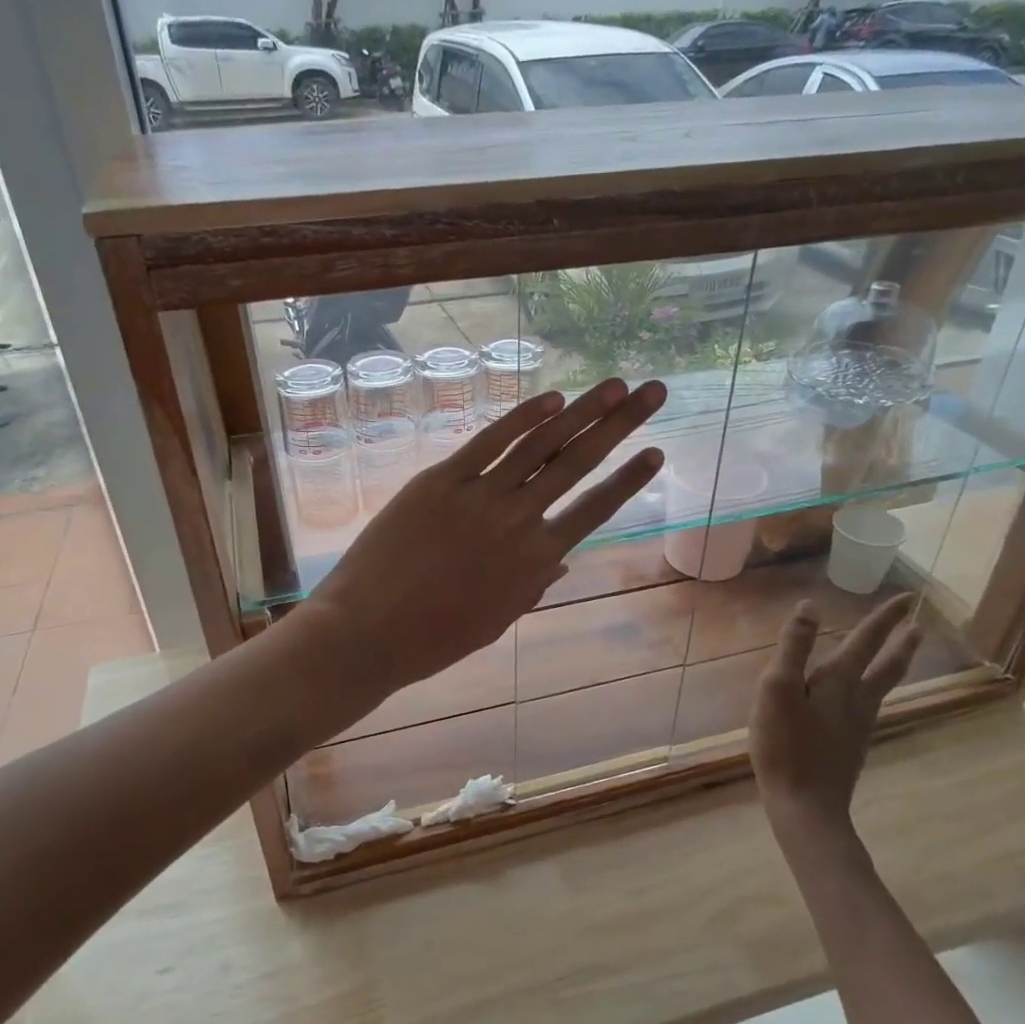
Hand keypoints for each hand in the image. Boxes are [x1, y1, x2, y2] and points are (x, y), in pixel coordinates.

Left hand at [299, 379, 666, 696]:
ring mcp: (479, 496)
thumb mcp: (496, 620)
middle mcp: (519, 521)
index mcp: (537, 561)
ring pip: (541, 445)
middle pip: (579, 464)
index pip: (595, 509)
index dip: (629, 479)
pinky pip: (489, 442)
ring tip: (613, 385)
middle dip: (620, 425)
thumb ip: (532, 587)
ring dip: (582, 411)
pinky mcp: (441, 480)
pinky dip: (522, 417)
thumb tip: (563, 564)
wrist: (368, 632)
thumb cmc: (434, 639)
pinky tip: (552, 398)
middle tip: (653, 391)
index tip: (656, 451)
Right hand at [748, 594, 919, 838]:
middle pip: (886, 667)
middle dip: (901, 643)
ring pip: (881, 687)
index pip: (866, 641)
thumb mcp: (778, 689)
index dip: (884, 619)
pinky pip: (868, 706)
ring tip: (902, 653)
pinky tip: (864, 698)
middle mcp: (856, 700)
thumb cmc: (785, 745)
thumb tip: (810, 606)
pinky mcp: (851, 746)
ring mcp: (857, 726)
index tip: (908, 598)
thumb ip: (793, 648)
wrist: (806, 806)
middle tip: (918, 624)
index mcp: (838, 682)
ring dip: (893, 665)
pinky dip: (874, 689)